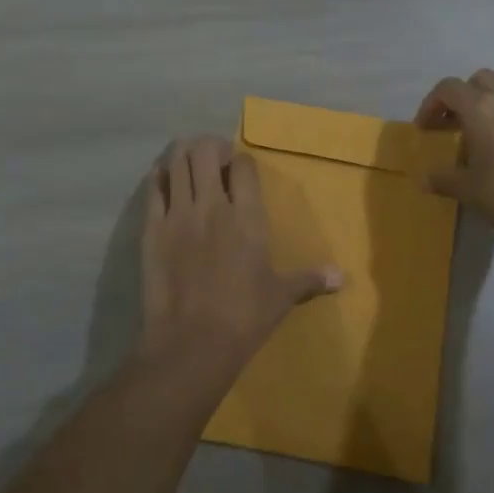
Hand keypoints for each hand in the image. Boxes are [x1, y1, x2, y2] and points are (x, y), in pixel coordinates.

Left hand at [138, 137, 342, 398]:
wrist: (191, 344)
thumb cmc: (244, 318)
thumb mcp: (281, 297)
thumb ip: (310, 279)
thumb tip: (341, 277)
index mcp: (248, 216)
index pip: (243, 166)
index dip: (242, 161)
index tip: (241, 169)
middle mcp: (212, 205)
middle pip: (205, 151)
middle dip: (210, 147)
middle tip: (214, 160)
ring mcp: (178, 214)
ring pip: (176, 162)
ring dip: (183, 155)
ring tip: (189, 164)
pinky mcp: (152, 229)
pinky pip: (153, 188)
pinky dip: (159, 177)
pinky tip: (163, 180)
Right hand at [416, 69, 493, 246]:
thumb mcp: (467, 189)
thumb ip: (442, 179)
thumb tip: (424, 179)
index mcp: (481, 108)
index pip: (448, 88)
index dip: (431, 105)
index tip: (425, 129)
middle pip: (478, 81)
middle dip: (460, 98)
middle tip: (451, 125)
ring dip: (485, 107)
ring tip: (476, 139)